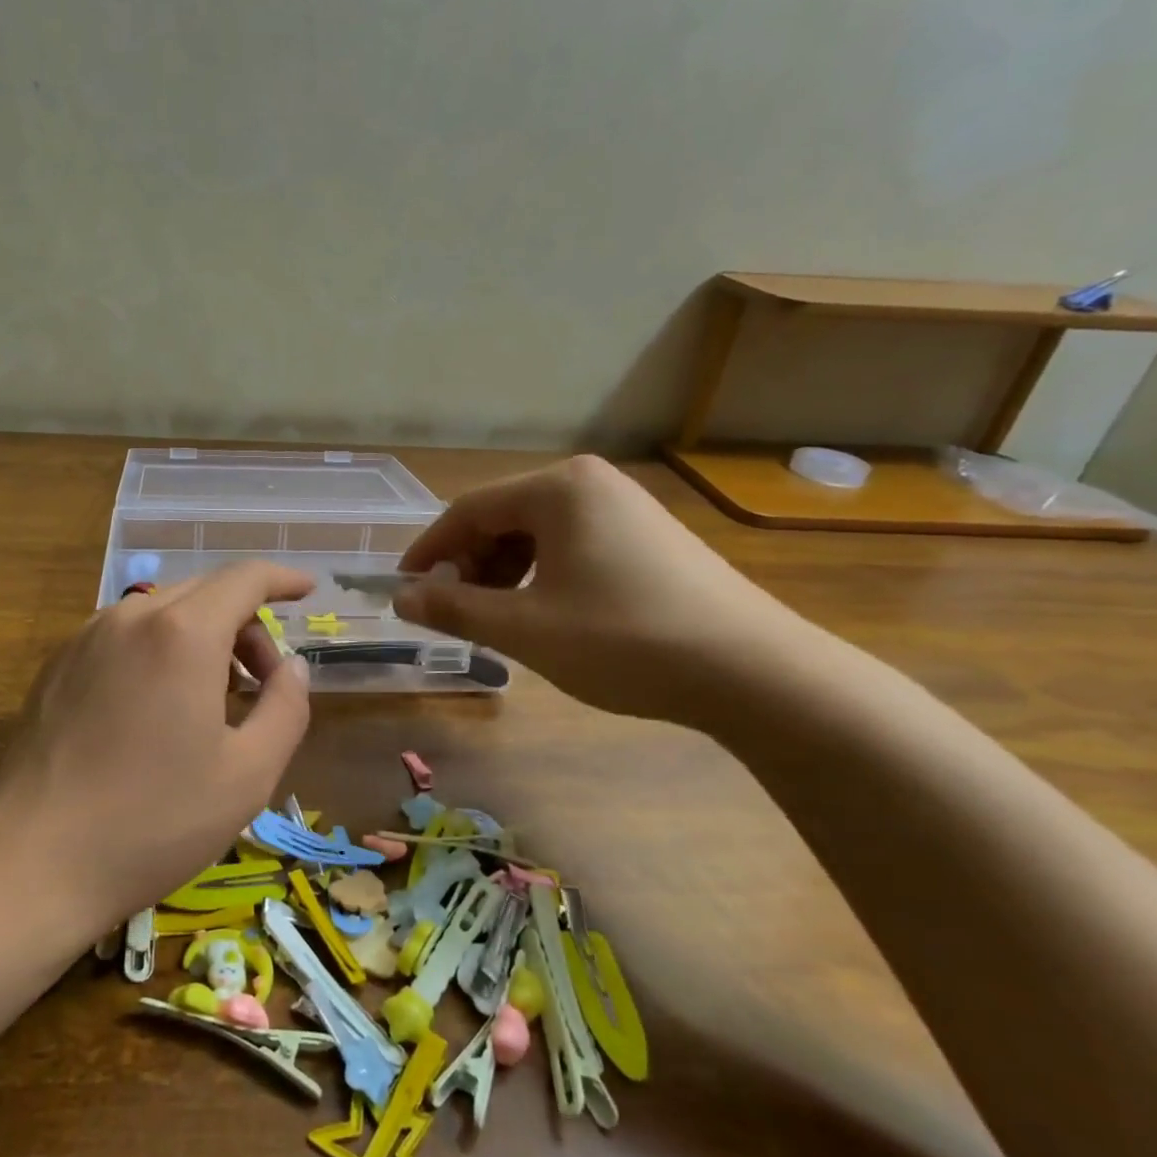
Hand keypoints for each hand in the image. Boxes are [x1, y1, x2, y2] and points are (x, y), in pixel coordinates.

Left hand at [0, 562, 314, 929]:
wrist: (32, 859)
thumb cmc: (154, 821)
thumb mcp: (248, 774)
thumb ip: (286, 707)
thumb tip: (293, 667)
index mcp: (183, 632)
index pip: (245, 578)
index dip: (282, 578)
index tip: (307, 592)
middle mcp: (131, 616)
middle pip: (206, 592)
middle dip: (246, 624)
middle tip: (262, 683)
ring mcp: (87, 636)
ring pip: (163, 612)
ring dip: (203, 637)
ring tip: (212, 700)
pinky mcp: (58, 663)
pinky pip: (126, 635)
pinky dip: (160, 649)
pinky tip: (158, 708)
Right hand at [394, 456, 810, 724]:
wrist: (755, 673)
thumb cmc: (624, 640)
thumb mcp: (525, 629)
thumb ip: (454, 609)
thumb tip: (401, 600)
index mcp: (558, 488)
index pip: (468, 510)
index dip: (429, 552)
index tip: (404, 590)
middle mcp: (590, 484)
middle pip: (502, 518)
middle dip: (469, 566)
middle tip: (454, 612)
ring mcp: (625, 508)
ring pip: (536, 535)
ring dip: (503, 575)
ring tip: (498, 620)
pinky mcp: (647, 537)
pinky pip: (570, 546)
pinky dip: (541, 577)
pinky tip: (544, 615)